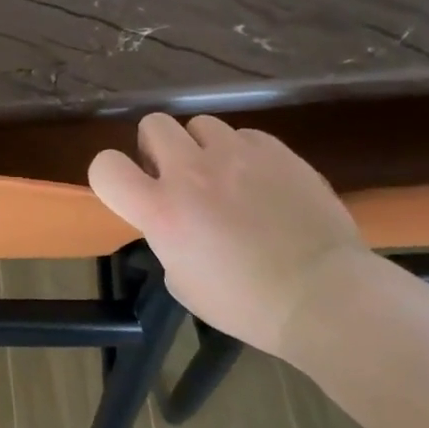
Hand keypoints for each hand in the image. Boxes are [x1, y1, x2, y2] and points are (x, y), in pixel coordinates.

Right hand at [87, 114, 370, 360]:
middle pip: (153, 124)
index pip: (105, 166)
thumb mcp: (182, 281)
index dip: (110, 174)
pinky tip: (261, 182)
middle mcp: (192, 172)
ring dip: (202, 147)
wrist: (323, 296)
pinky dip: (244, 154)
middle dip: (157, 147)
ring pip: (201, 123)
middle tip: (176, 176)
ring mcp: (237, 155)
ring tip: (224, 177)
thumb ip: (167, 238)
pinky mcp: (277, 151)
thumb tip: (177, 222)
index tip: (129, 189)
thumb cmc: (246, 303)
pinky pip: (246, 136)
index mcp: (161, 210)